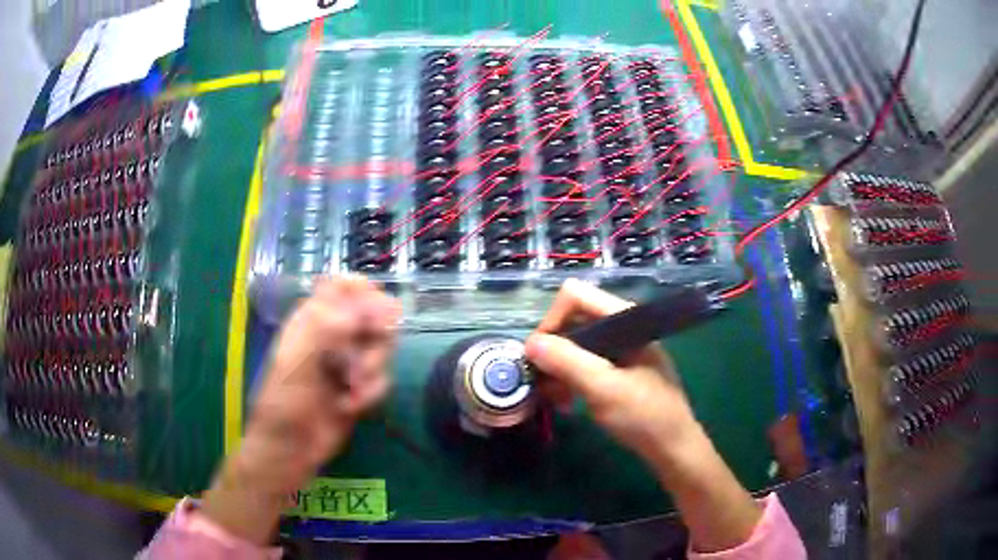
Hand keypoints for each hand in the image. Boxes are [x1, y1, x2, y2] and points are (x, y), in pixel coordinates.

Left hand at [202, 276, 399, 543]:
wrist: (291, 449)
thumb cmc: (284, 404)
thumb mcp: (296, 364)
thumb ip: (324, 330)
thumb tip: (360, 307)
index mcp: (311, 320)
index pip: (342, 286)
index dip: (364, 293)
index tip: (376, 315)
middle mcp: (332, 335)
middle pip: (372, 315)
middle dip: (376, 339)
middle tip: (366, 362)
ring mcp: (347, 361)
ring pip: (381, 347)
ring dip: (374, 368)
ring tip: (354, 389)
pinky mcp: (359, 386)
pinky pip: (382, 377)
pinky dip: (372, 392)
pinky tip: (352, 406)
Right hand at [525, 278, 699, 467]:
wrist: (673, 447)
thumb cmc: (644, 416)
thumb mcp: (602, 389)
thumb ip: (567, 361)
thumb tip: (530, 343)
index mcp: (624, 319)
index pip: (574, 296)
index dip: (551, 321)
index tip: (540, 357)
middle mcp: (622, 326)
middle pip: (572, 320)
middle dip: (553, 351)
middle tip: (543, 384)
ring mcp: (621, 347)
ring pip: (575, 344)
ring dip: (559, 369)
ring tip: (555, 400)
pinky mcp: (619, 367)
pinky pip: (585, 362)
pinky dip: (571, 379)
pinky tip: (567, 403)